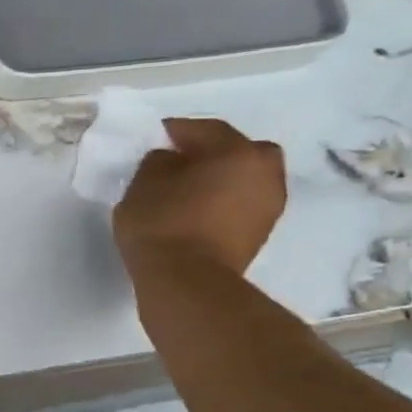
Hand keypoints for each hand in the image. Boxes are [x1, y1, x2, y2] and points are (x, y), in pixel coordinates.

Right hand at [113, 118, 285, 275]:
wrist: (187, 283)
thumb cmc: (163, 224)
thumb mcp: (142, 184)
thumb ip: (158, 162)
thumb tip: (170, 160)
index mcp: (238, 152)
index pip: (206, 129)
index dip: (176, 130)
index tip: (154, 137)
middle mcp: (264, 173)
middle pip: (238, 151)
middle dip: (211, 152)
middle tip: (180, 162)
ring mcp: (269, 206)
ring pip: (244, 178)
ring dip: (221, 178)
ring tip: (187, 189)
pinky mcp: (261, 234)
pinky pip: (241, 203)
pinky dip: (224, 201)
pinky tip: (197, 211)